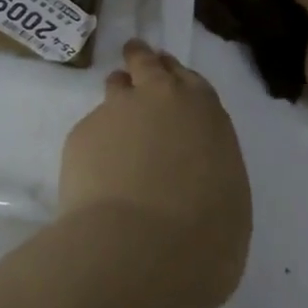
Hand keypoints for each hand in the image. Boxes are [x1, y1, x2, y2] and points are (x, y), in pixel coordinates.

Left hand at [59, 40, 251, 306]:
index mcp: (204, 111)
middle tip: (136, 58)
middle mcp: (159, 98)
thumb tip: (193, 182)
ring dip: (117, 96)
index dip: (177, 78)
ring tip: (115, 120)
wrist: (140, 249)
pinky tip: (95, 174)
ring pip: (114, 88)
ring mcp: (114, 112)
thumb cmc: (206, 235)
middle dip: (142, 61)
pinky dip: (94, 146)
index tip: (169, 78)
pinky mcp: (80, 135)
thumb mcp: (227, 200)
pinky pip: (90, 132)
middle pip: (147, 64)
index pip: (189, 80)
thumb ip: (209, 172)